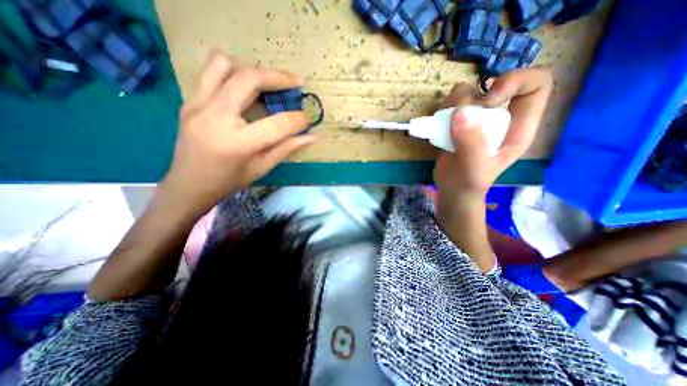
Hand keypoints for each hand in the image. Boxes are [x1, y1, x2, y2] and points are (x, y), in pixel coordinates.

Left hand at [160, 51, 312, 216]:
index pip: (276, 124)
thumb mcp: (261, 168)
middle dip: (278, 77)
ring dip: (251, 70)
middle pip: (249, 79)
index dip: (297, 119)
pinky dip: (233, 74)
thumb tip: (310, 137)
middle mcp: (214, 117)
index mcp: (237, 142)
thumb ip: (286, 149)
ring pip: (224, 65)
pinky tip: (245, 90)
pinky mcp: (190, 100)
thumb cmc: (228, 181)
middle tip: (296, 82)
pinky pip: (211, 73)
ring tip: (267, 83)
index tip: (307, 118)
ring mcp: (197, 104)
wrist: (188, 184)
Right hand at [434, 68, 550, 206]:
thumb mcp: (474, 168)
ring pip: (468, 92)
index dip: (515, 82)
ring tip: (445, 125)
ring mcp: (477, 119)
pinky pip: (450, 104)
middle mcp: (500, 117)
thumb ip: (471, 143)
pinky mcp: (458, 123)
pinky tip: (439, 127)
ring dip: (453, 103)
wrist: (452, 189)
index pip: (536, 84)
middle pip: (493, 85)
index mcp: (518, 126)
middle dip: (472, 97)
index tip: (487, 101)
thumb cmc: (469, 183)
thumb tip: (460, 112)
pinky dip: (443, 110)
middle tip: (457, 119)